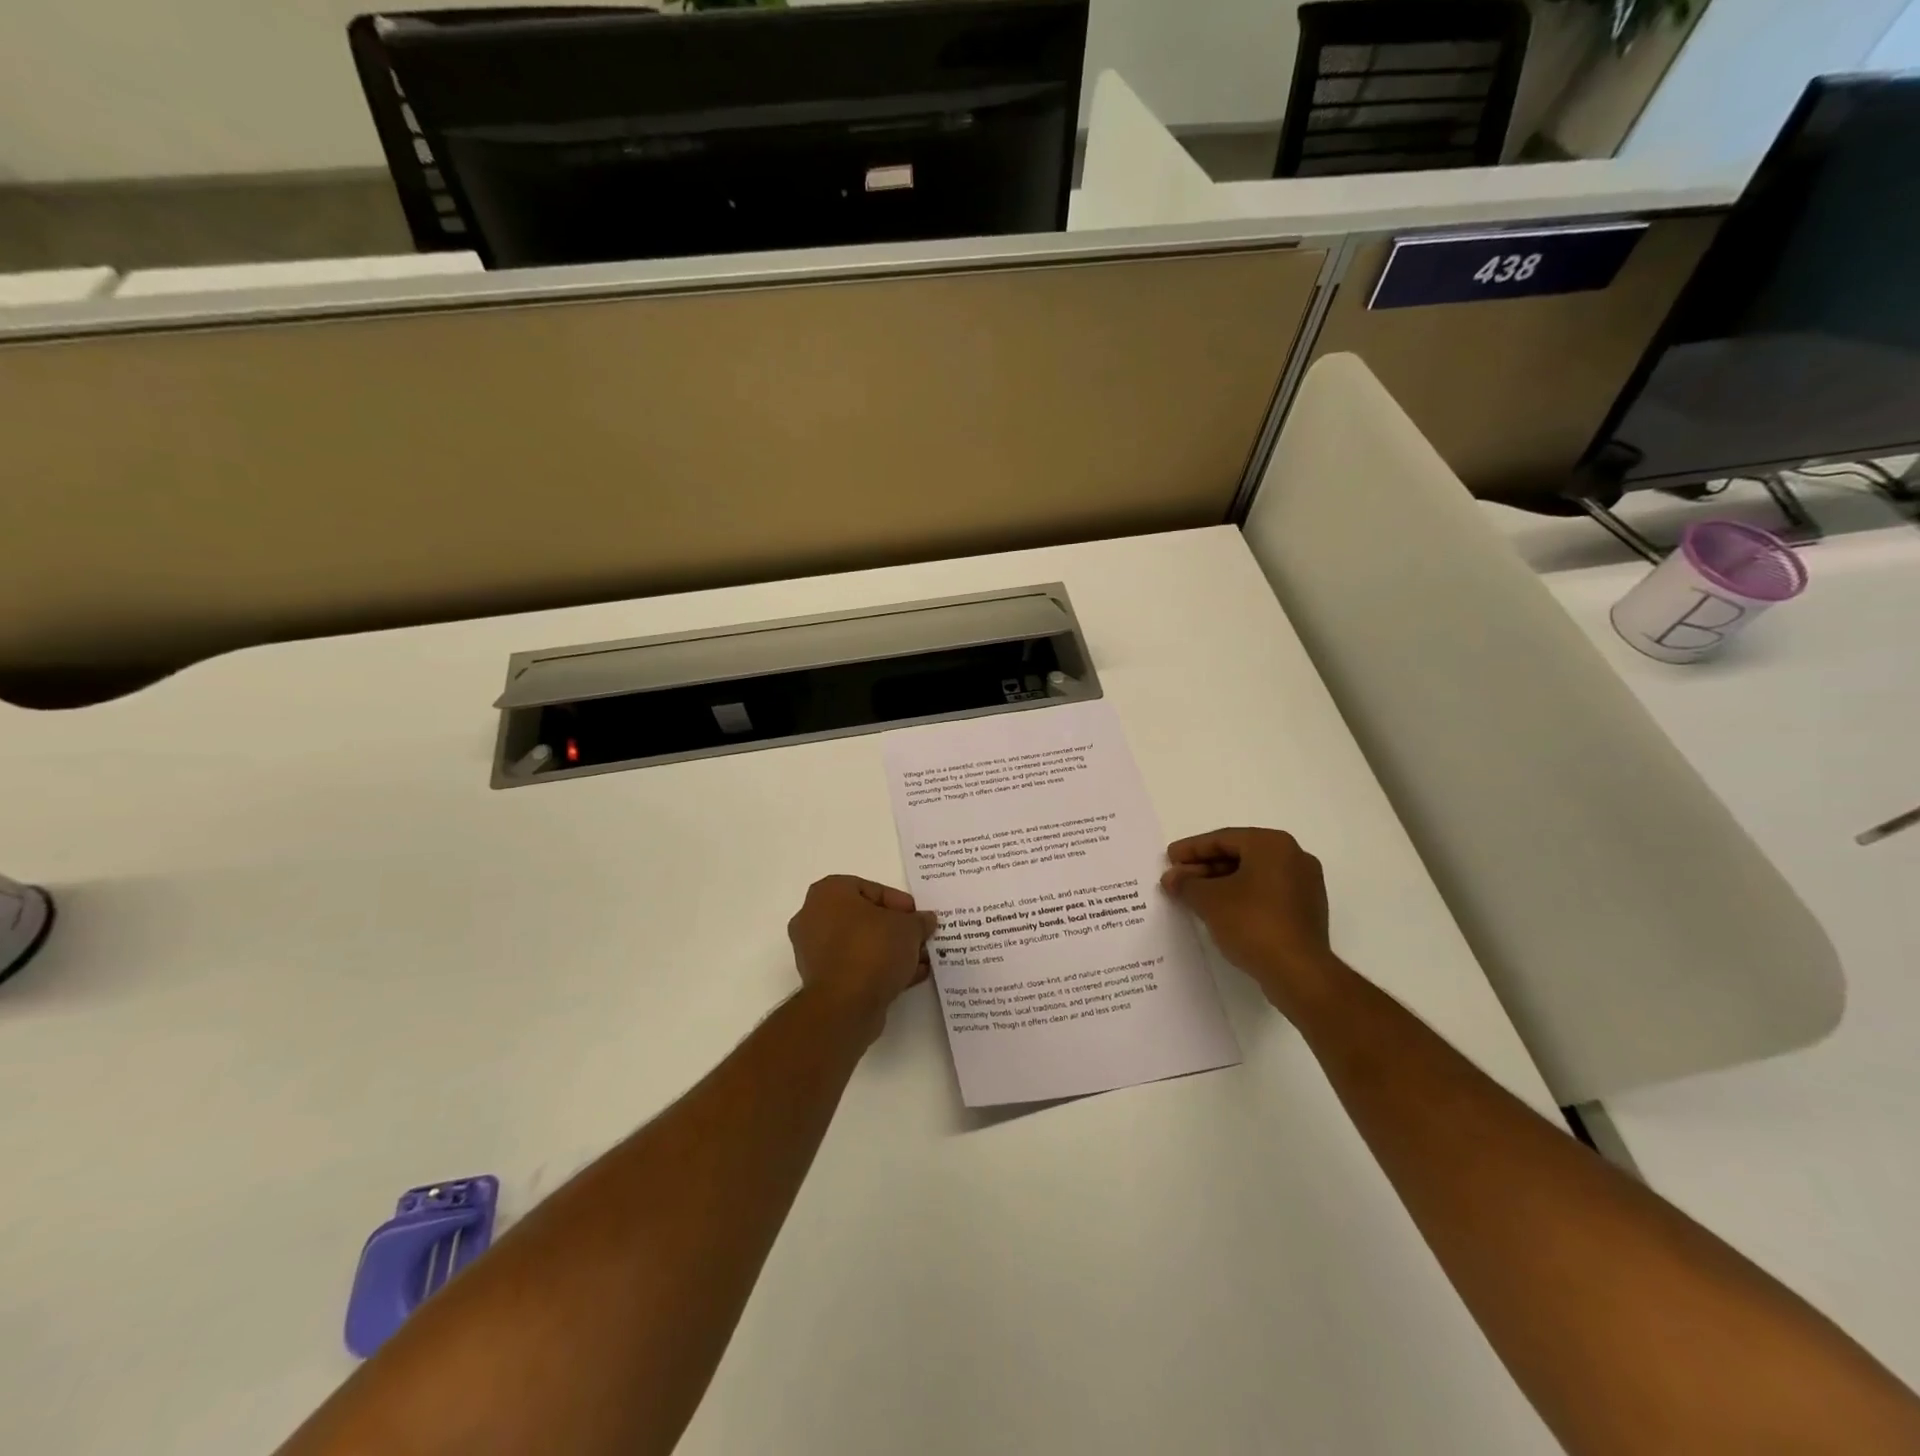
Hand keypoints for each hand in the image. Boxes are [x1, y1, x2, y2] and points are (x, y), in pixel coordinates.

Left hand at [788, 876, 937, 1035]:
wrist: (845, 1005)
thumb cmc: (873, 949)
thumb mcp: (908, 928)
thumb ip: (919, 920)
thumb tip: (925, 920)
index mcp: (828, 893)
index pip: (870, 889)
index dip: (899, 902)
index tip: (918, 917)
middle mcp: (814, 918)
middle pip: (864, 918)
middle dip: (895, 929)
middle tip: (919, 937)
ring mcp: (814, 952)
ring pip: (860, 944)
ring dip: (890, 951)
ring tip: (919, 960)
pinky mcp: (822, 981)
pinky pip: (855, 966)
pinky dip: (879, 969)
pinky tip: (908, 977)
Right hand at [1160, 828, 1341, 1013]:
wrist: (1298, 972)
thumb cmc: (1252, 923)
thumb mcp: (1209, 900)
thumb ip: (1186, 883)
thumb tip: (1171, 878)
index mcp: (1272, 844)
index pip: (1223, 839)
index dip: (1191, 849)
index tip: (1169, 858)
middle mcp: (1294, 857)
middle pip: (1239, 855)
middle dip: (1205, 867)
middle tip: (1178, 879)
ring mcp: (1305, 885)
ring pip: (1253, 875)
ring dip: (1221, 883)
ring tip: (1193, 897)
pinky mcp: (1306, 911)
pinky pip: (1266, 893)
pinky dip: (1241, 897)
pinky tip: (1219, 911)